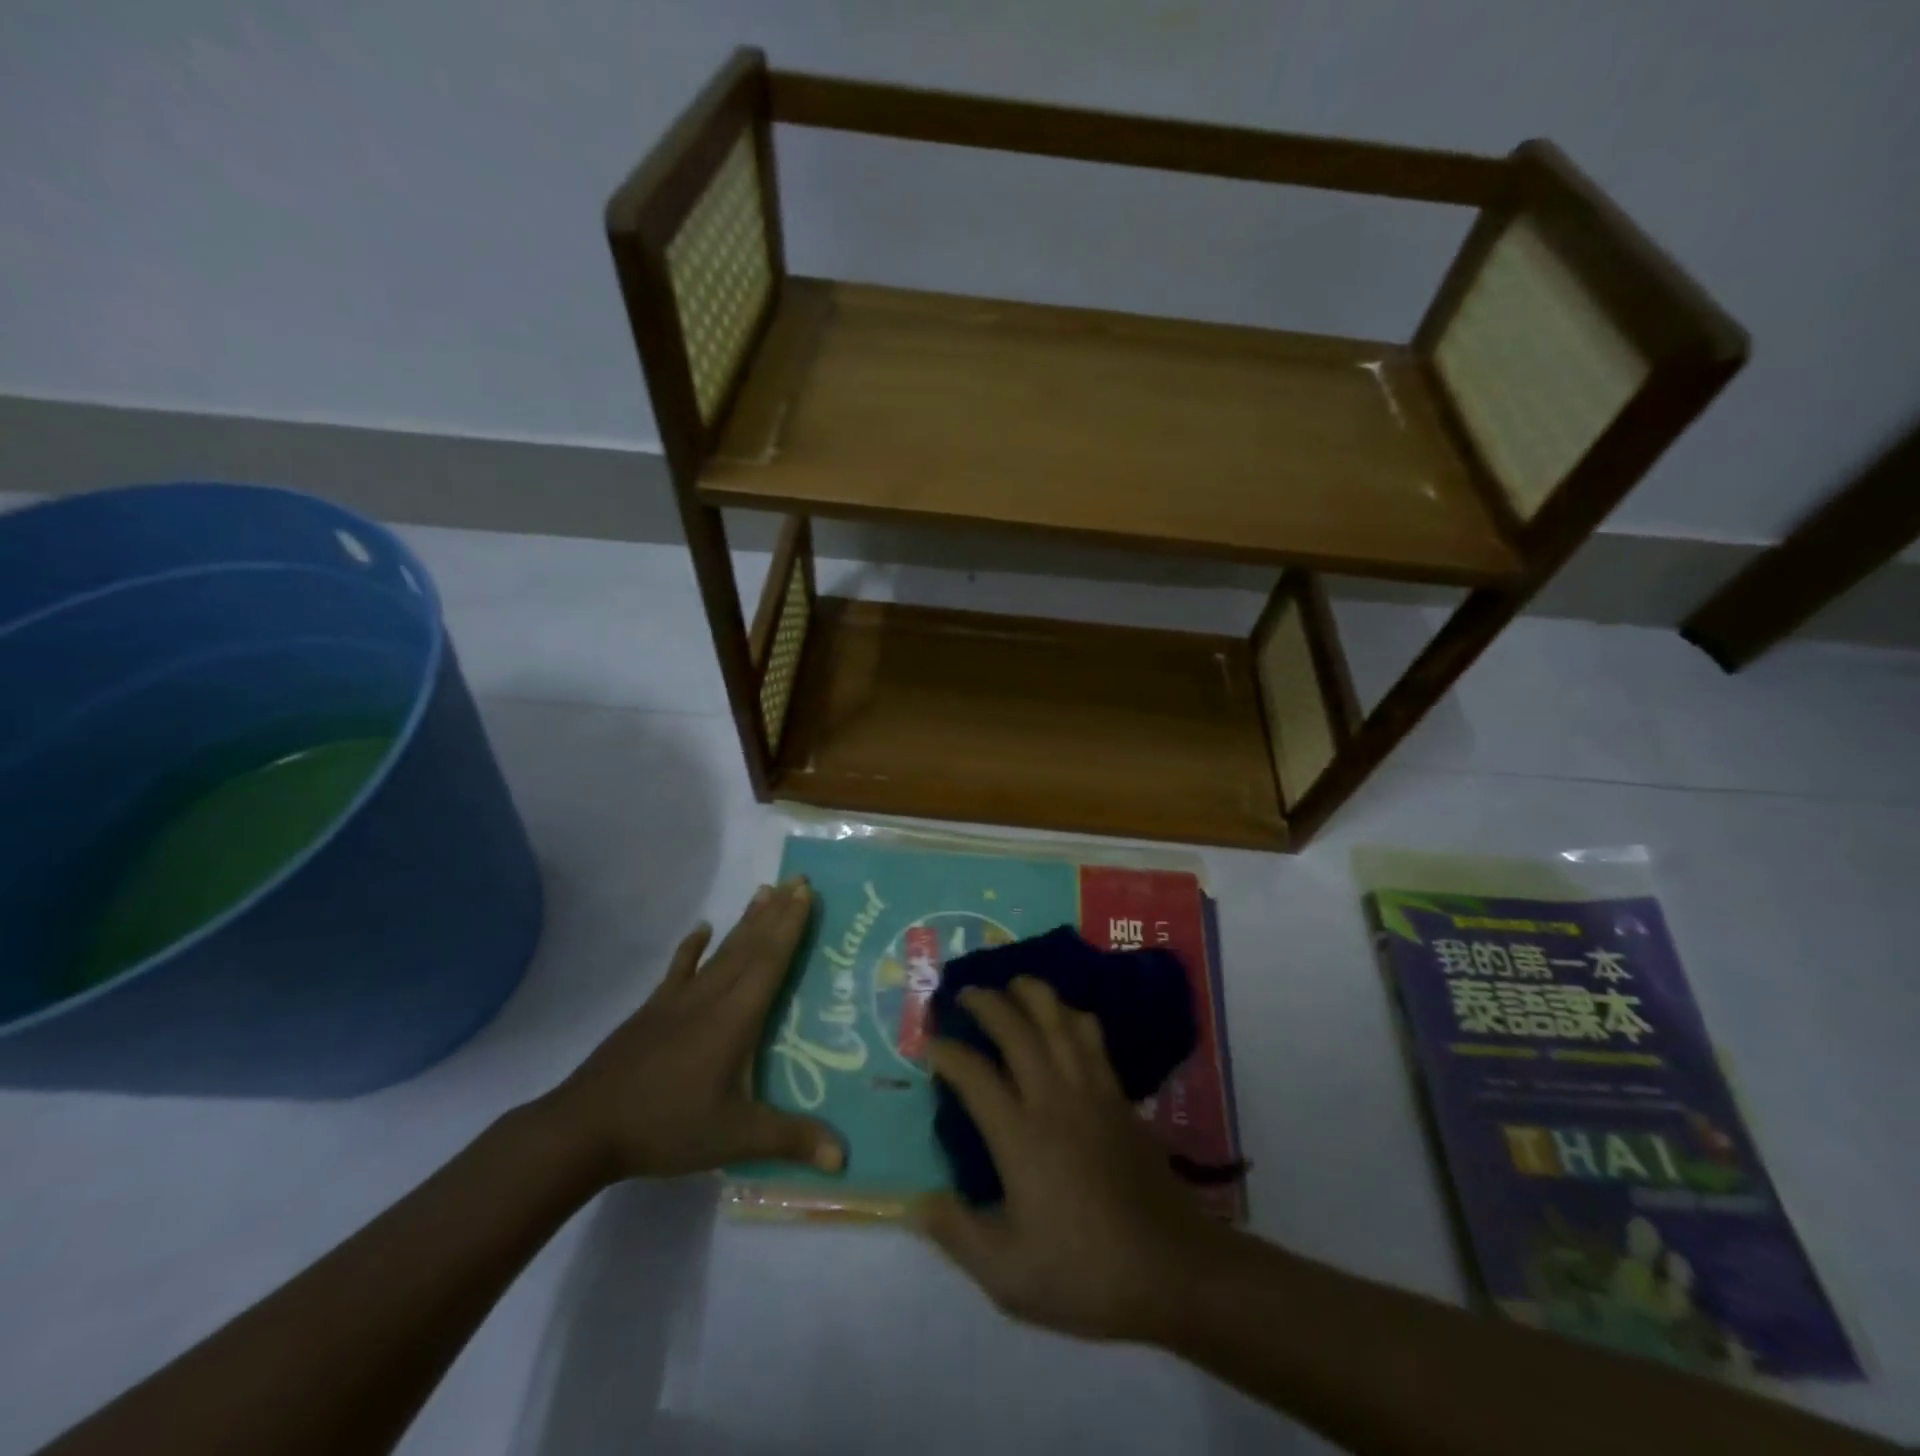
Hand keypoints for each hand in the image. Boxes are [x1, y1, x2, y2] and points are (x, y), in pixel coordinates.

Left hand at [540, 877, 843, 1181]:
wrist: (585, 1128)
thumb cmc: (667, 1127)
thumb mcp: (734, 1137)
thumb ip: (790, 1139)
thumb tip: (844, 1157)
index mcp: (736, 1018)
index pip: (771, 961)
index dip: (791, 926)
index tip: (806, 892)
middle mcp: (711, 997)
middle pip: (750, 946)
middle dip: (777, 912)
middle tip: (797, 879)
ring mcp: (678, 1000)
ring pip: (721, 951)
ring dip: (746, 921)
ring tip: (765, 891)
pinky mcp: (652, 1010)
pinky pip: (679, 969)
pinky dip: (692, 947)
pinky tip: (701, 928)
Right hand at [914, 977, 1218, 1341]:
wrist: (1170, 1268)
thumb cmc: (1083, 1271)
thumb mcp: (1007, 1274)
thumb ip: (956, 1232)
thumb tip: (914, 1200)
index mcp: (1020, 1136)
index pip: (974, 1075)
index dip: (947, 1052)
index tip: (929, 1043)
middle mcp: (1053, 1098)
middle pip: (1017, 1029)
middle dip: (987, 1003)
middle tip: (965, 993)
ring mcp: (1091, 1091)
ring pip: (1059, 1021)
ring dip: (1033, 994)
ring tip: (1013, 983)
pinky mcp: (1118, 1096)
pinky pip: (1092, 1038)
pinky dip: (1073, 1016)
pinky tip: (1065, 1016)